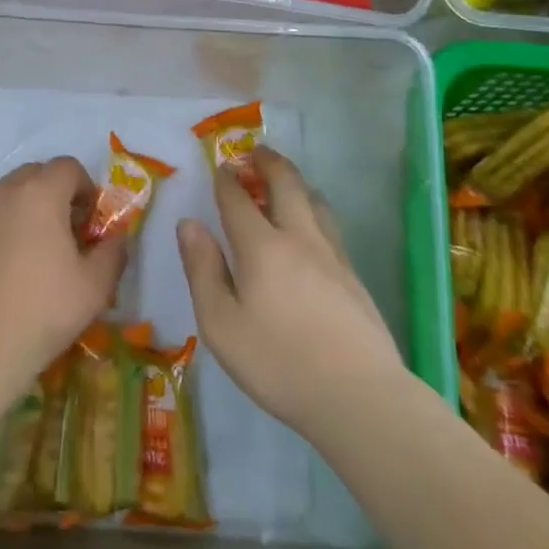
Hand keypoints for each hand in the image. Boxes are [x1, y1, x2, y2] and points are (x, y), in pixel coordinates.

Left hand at [0, 157, 126, 390]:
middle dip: (54, 195)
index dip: (85, 189)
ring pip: (4, 196)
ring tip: (29, 255)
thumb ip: (113, 252)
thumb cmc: (41, 313)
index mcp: (40, 193)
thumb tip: (117, 237)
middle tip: (63, 236)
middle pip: (34, 175)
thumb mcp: (95, 287)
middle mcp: (2, 192)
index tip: (89, 223)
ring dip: (23, 212)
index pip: (68, 167)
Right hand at [178, 148, 404, 442]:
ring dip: (296, 182)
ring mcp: (332, 254)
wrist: (359, 396)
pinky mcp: (353, 275)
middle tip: (256, 151)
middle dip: (268, 162)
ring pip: (315, 200)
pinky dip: (314, 209)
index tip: (220, 167)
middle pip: (286, 183)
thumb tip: (189, 224)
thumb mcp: (220, 324)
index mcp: (261, 247)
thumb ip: (202, 270)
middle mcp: (299, 238)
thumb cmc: (278, 362)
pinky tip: (312, 227)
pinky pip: (330, 224)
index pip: (238, 199)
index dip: (226, 179)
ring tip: (285, 182)